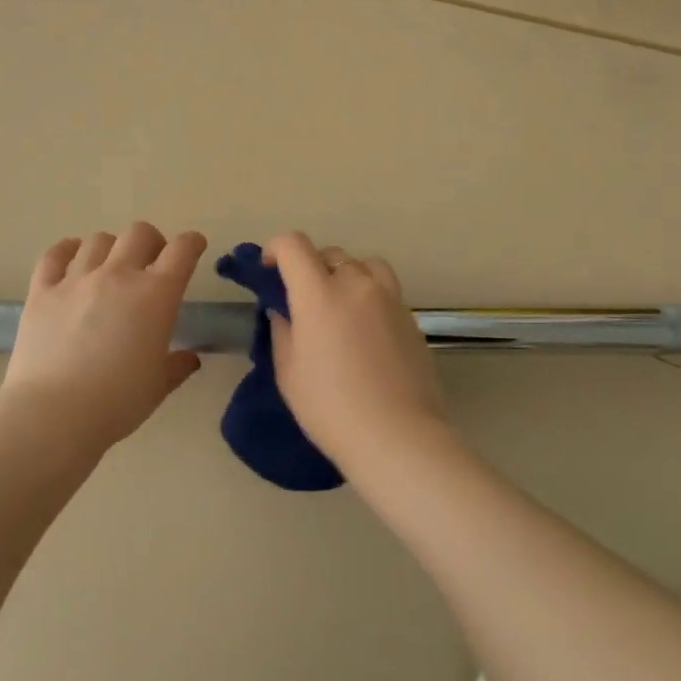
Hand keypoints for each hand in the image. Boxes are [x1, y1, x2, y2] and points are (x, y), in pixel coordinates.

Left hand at [0, 222, 207, 447]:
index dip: (191, 243)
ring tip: (109, 267)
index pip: (181, 251)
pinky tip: (71, 257)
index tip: (193, 247)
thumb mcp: (158, 386)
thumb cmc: (117, 402)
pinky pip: (55, 254)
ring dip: (111, 248)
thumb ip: (177, 366)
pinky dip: (67, 250)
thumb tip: (190, 358)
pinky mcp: (42, 291)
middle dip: (152, 242)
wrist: (54, 413)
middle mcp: (118, 276)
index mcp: (156, 296)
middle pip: (139, 233)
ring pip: (98, 240)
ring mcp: (76, 280)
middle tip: (151, 263)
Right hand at [264, 232, 449, 464]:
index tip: (269, 270)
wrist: (396, 435)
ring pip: (363, 265)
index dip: (276, 249)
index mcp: (319, 294)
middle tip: (302, 300)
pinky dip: (369, 295)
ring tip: (339, 305)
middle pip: (329, 254)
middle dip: (309, 268)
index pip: (294, 245)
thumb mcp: (289, 372)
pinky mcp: (411, 317)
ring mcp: (389, 298)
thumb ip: (282, 331)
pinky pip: (385, 290)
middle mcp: (356, 285)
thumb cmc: (330, 408)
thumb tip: (284, 311)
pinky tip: (364, 331)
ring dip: (345, 274)